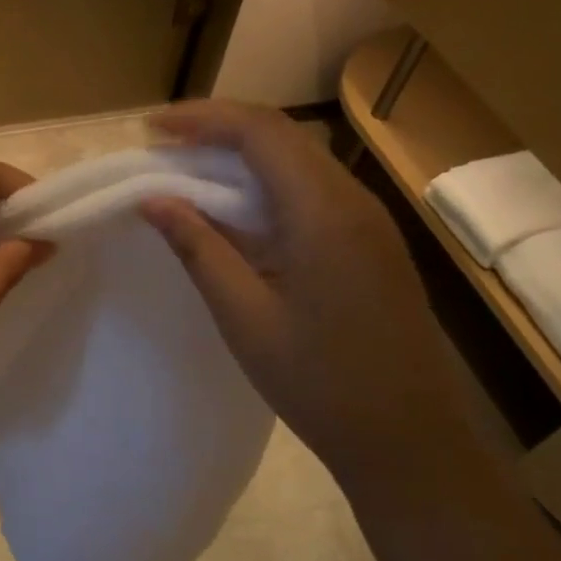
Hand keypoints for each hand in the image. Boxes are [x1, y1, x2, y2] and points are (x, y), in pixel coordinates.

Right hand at [141, 100, 461, 468]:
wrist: (409, 443)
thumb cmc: (320, 383)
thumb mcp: (244, 316)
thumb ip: (198, 247)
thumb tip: (151, 198)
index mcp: (324, 212)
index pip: (260, 131)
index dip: (202, 118)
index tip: (151, 128)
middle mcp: (354, 200)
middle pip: (281, 135)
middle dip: (217, 129)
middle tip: (162, 145)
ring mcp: (369, 220)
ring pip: (298, 159)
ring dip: (241, 154)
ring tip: (187, 171)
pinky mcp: (371, 241)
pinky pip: (312, 189)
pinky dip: (265, 183)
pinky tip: (235, 209)